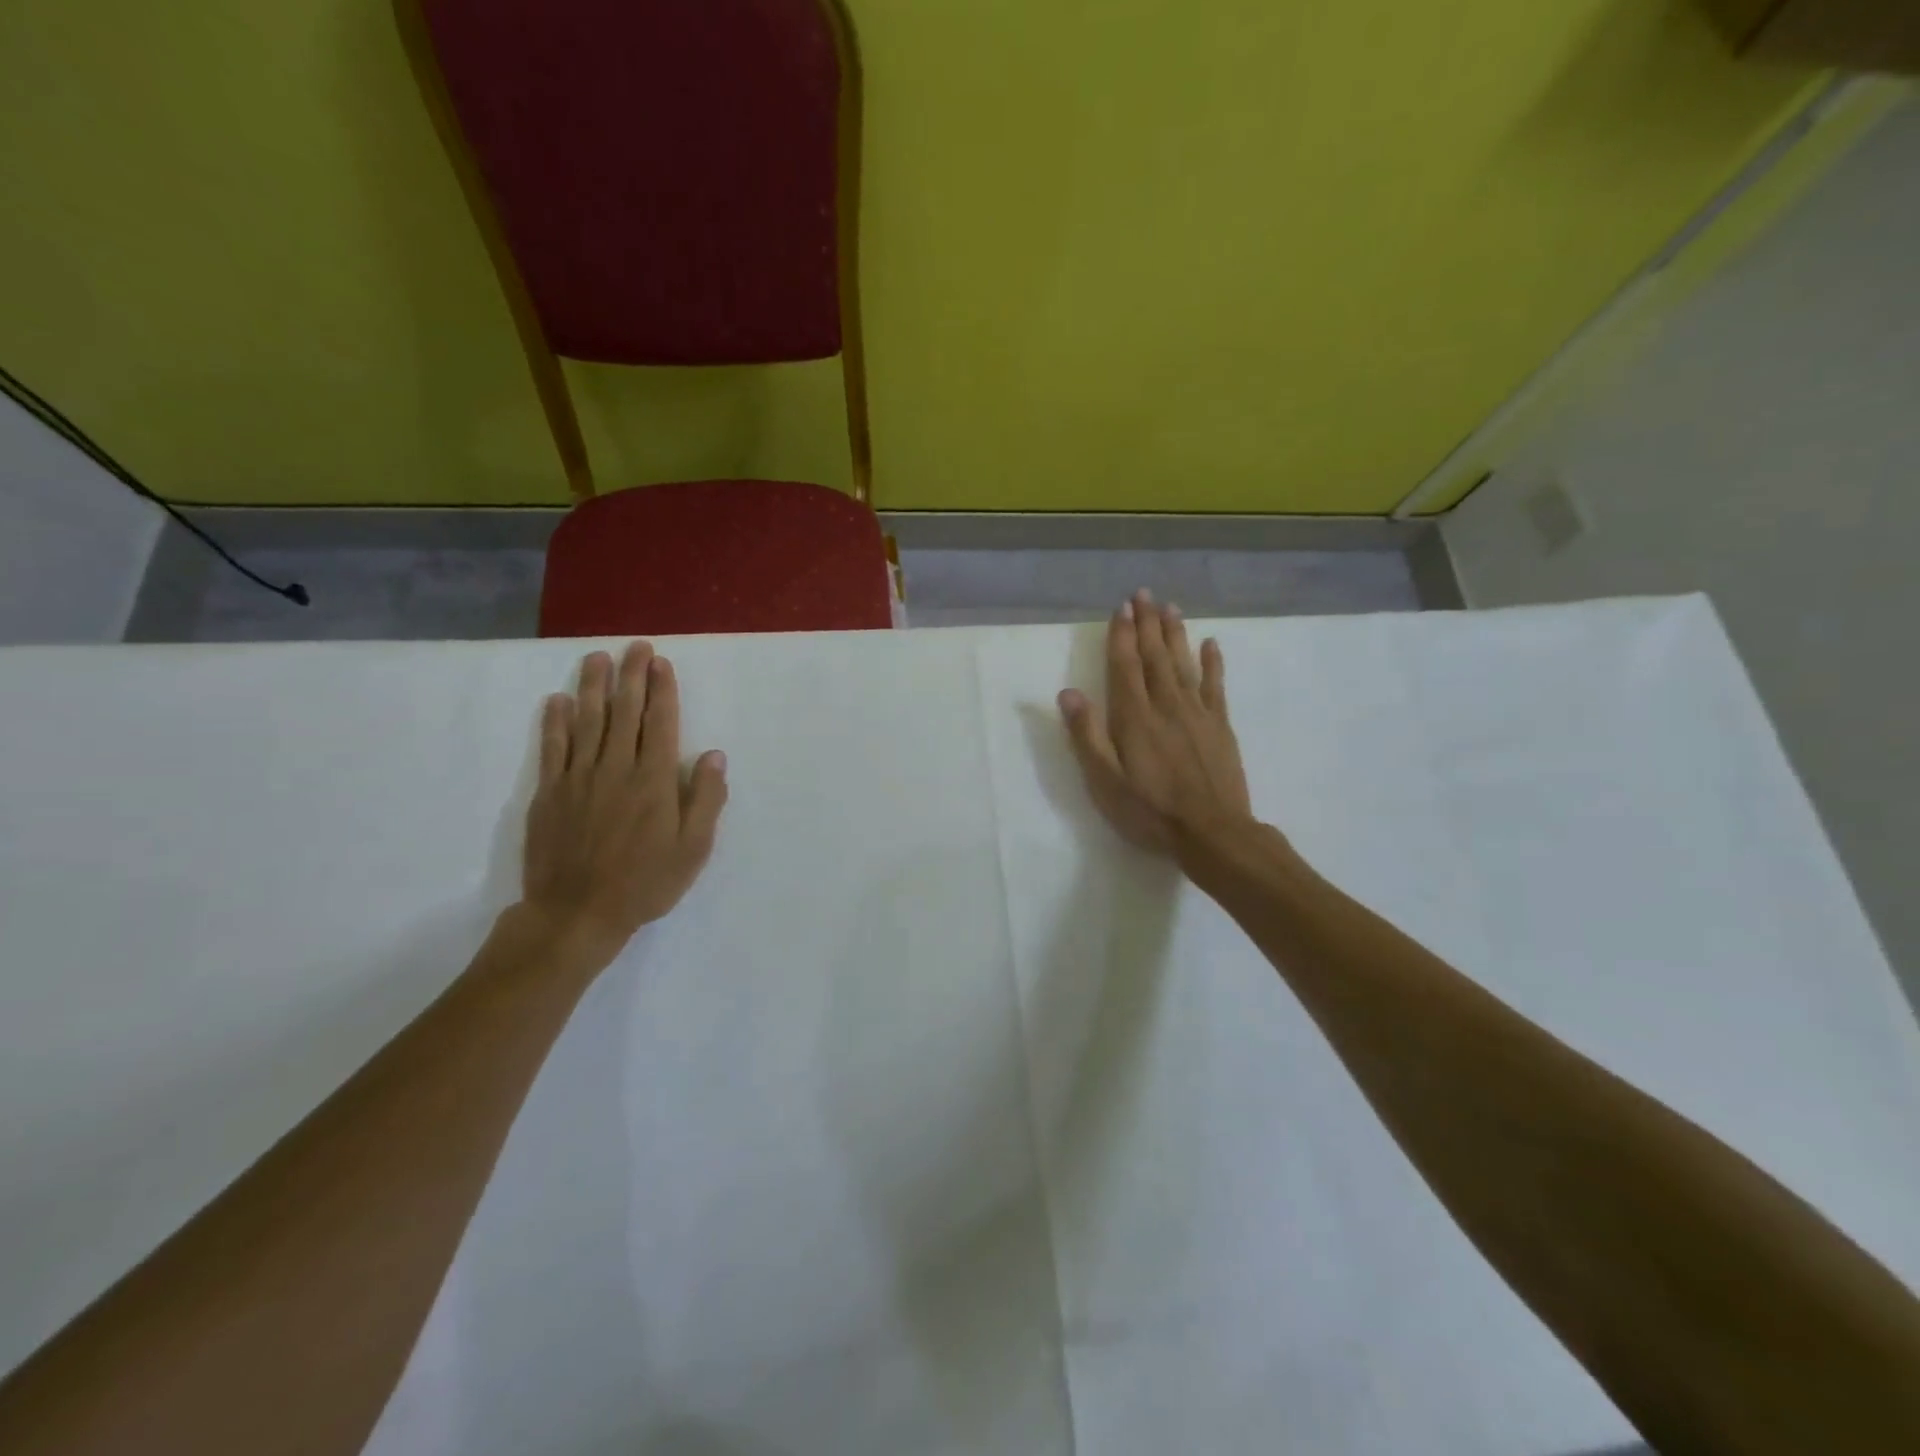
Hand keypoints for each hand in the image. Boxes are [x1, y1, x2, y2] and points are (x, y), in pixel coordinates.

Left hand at [520, 643, 728, 963]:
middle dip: (631, 676)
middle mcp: (617, 769)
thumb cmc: (645, 883)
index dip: (661, 690)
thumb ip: (705, 799)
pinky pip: (553, 748)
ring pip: (588, 721)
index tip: (661, 663)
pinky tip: (557, 700)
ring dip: (594, 686)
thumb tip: (714, 755)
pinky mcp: (550, 793)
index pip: (660, 723)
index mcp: (654, 781)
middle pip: (625, 712)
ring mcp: (579, 778)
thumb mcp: (693, 849)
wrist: (576, 914)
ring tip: (597, 658)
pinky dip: (556, 722)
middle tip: (635, 646)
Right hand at [1058, 590, 1253, 855]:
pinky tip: (1211, 644)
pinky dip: (1213, 663)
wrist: (1212, 832)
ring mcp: (1197, 714)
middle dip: (1147, 624)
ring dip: (1175, 634)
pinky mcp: (1220, 726)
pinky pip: (1216, 686)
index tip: (1121, 609)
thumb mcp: (1106, 781)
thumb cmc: (1150, 811)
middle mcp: (1166, 706)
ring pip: (1183, 664)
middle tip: (1143, 594)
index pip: (1125, 667)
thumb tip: (1067, 693)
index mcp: (1134, 717)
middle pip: (1155, 657)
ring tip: (1170, 607)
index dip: (1122, 636)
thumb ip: (1087, 736)